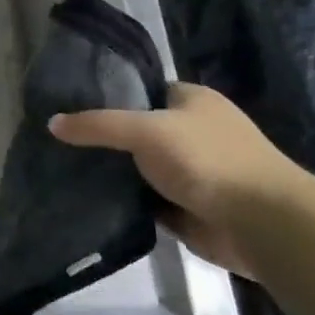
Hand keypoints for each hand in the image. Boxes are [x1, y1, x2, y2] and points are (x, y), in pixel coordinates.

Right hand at [49, 83, 306, 277]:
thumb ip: (98, 125)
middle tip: (60, 141)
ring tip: (65, 169)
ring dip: (114, 173)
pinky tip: (91, 199)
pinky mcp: (188, 207)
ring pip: (140, 167)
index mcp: (192, 101)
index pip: (142, 90)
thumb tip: (52, 123)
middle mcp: (193, 132)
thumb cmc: (207, 160)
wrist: (262, 224)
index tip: (69, 106)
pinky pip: (146, 200)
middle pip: (137, 130)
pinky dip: (126, 201)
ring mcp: (192, 172)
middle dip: (105, 138)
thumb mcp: (145, 130)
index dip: (108, 96)